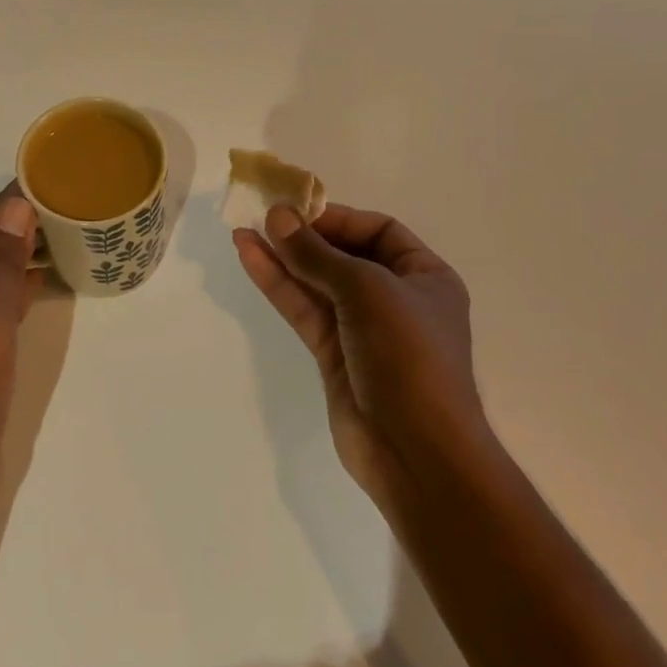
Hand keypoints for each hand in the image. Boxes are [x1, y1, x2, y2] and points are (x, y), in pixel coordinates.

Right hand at [234, 202, 483, 516]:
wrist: (417, 453)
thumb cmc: (408, 356)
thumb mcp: (366, 290)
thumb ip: (316, 254)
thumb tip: (277, 216)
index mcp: (424, 276)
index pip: (379, 230)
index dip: (338, 218)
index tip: (297, 212)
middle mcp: (395, 297)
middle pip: (344, 254)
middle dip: (304, 236)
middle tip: (262, 217)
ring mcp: (363, 328)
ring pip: (317, 282)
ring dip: (283, 257)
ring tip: (243, 231)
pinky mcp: (334, 355)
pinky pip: (304, 309)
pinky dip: (278, 284)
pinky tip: (250, 258)